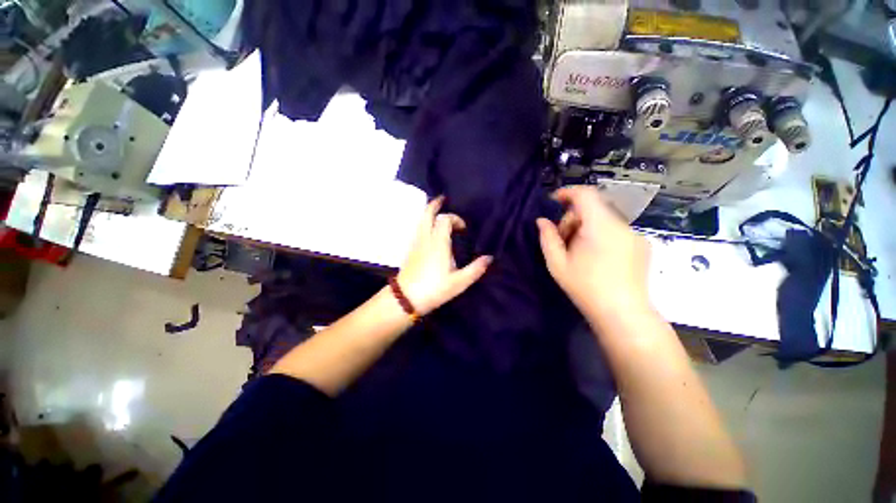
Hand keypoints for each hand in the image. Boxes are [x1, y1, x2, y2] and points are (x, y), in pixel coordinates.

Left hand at [397, 197, 492, 315]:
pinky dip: (424, 222)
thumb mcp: (459, 282)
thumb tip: (489, 258)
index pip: (445, 220)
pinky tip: (430, 229)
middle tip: (442, 199)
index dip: (455, 219)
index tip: (463, 228)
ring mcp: (416, 243)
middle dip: (435, 204)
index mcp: (439, 243)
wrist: (406, 298)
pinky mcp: (410, 249)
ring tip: (437, 211)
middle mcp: (426, 238)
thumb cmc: (434, 289)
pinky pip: (418, 229)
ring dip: (429, 213)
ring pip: (420, 220)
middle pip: (427, 214)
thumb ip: (475, 269)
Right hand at [536, 186, 650, 318]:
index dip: (567, 192)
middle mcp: (621, 225)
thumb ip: (547, 238)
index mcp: (599, 226)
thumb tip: (542, 221)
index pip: (585, 194)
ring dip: (587, 228)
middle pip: (593, 208)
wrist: (622, 313)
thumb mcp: (557, 263)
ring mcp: (635, 235)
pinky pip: (616, 230)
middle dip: (573, 219)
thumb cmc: (585, 288)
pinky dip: (601, 235)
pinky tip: (597, 257)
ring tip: (579, 251)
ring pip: (604, 219)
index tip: (553, 202)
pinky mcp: (642, 245)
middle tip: (563, 240)